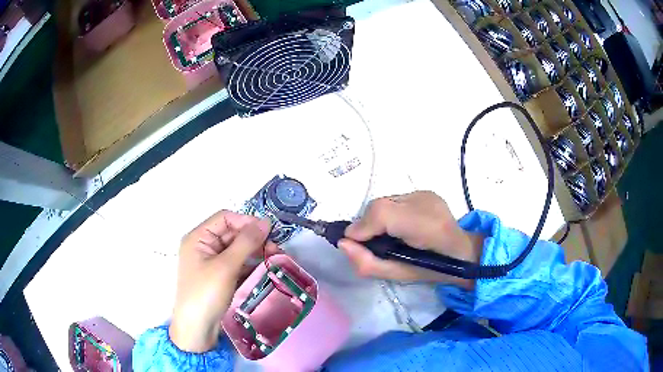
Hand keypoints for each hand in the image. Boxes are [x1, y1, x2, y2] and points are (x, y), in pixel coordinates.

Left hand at [169, 211, 278, 352]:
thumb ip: (246, 242)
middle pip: (232, 234)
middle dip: (254, 239)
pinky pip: (237, 264)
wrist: (197, 329)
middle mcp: (203, 246)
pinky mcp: (219, 276)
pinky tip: (264, 270)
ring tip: (274, 260)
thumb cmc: (206, 293)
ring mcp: (211, 262)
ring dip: (255, 252)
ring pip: (237, 250)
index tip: (269, 231)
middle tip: (276, 250)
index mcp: (198, 237)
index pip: (225, 218)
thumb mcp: (226, 266)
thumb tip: (266, 221)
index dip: (246, 221)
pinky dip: (250, 265)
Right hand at [338, 191, 483, 288]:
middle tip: (371, 242)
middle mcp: (424, 201)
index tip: (353, 244)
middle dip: (369, 224)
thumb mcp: (397, 275)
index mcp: (424, 225)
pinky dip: (391, 212)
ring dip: (380, 217)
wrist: (462, 254)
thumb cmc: (431, 269)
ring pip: (387, 201)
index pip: (381, 213)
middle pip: (380, 205)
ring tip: (387, 234)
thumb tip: (343, 243)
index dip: (362, 228)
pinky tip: (400, 225)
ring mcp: (426, 194)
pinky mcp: (426, 192)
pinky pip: (397, 200)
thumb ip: (367, 262)